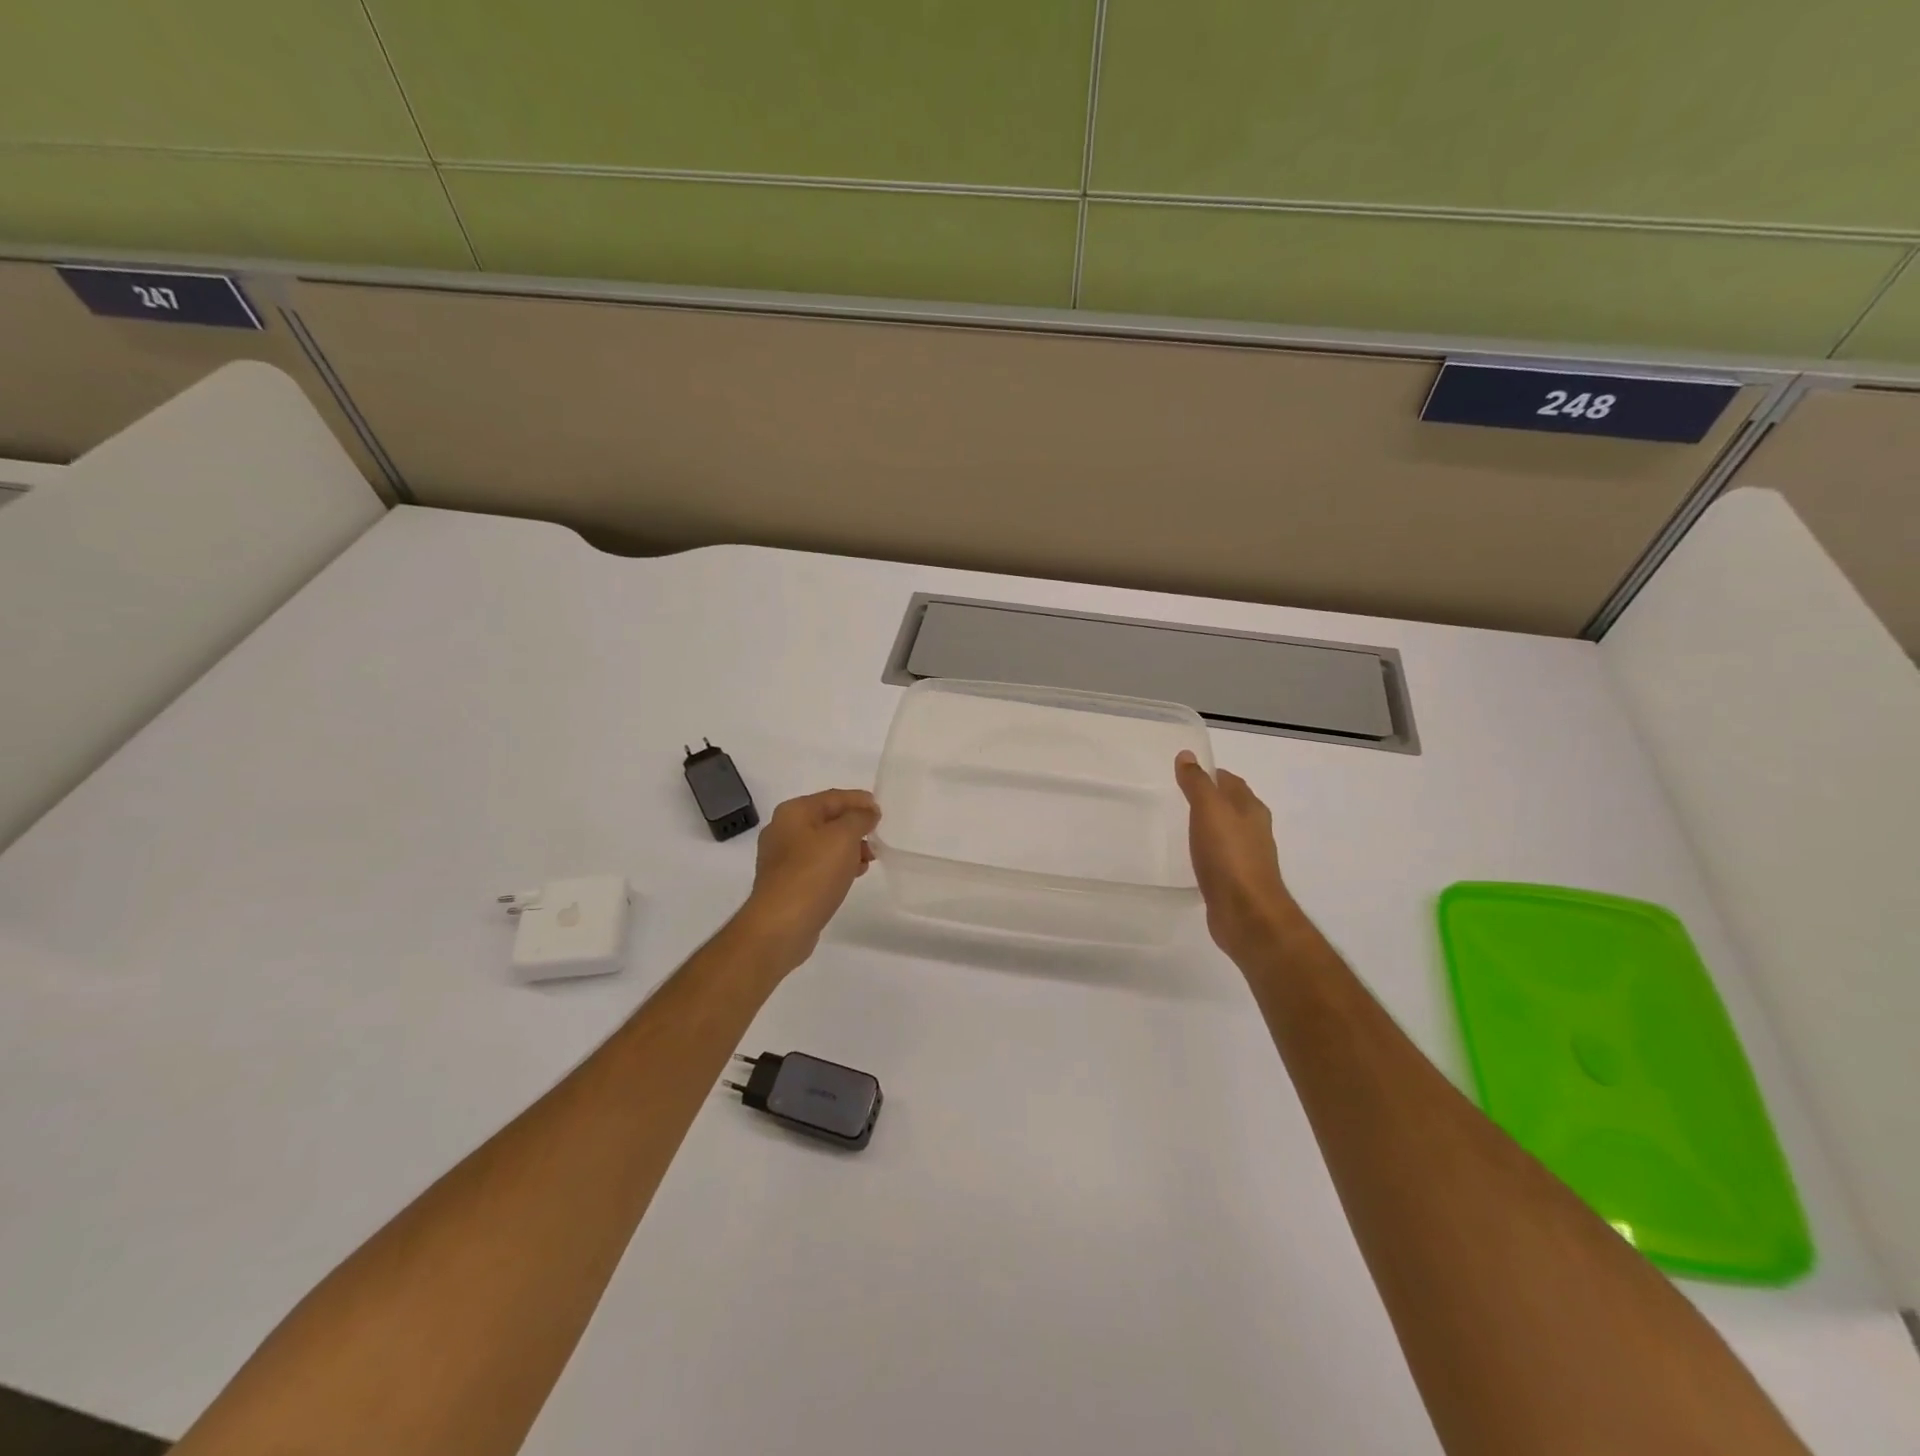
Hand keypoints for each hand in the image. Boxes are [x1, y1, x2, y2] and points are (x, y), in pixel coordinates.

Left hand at [739, 788, 879, 968]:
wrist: (781, 925)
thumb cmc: (813, 874)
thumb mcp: (843, 837)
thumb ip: (859, 818)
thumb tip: (867, 813)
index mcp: (793, 812)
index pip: (833, 797)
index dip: (859, 801)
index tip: (881, 810)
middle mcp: (783, 830)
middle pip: (827, 820)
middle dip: (855, 826)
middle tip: (877, 837)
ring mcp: (782, 859)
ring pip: (823, 844)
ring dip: (849, 848)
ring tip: (869, 860)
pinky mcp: (786, 883)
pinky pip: (817, 865)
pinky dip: (837, 866)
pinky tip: (853, 875)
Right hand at [1174, 751, 1299, 967]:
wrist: (1246, 913)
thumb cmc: (1229, 856)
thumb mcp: (1209, 810)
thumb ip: (1197, 783)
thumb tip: (1187, 755)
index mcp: (1251, 809)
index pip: (1230, 782)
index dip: (1210, 774)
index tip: (1185, 773)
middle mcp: (1254, 830)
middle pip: (1231, 806)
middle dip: (1209, 800)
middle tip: (1178, 797)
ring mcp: (1247, 857)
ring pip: (1226, 833)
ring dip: (1208, 827)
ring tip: (1180, 826)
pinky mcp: (1237, 881)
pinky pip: (1220, 858)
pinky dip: (1207, 853)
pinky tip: (1192, 859)